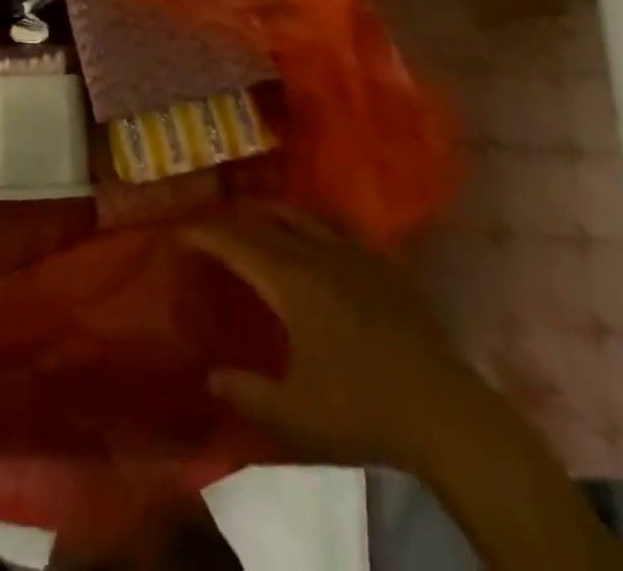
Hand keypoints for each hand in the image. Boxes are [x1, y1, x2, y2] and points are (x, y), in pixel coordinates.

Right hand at [184, 206, 484, 470]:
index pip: (237, 243)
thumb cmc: (362, 411)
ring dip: (269, 208)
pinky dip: (311, 217)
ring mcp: (354, 253)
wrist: (444, 412)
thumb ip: (246, 392)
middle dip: (230, 216)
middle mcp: (318, 253)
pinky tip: (312, 227)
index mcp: (291, 281)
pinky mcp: (382, 263)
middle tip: (207, 219)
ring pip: (302, 213)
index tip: (179, 228)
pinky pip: (336, 224)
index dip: (204, 233)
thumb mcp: (294, 414)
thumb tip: (211, 376)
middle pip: (265, 220)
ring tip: (251, 211)